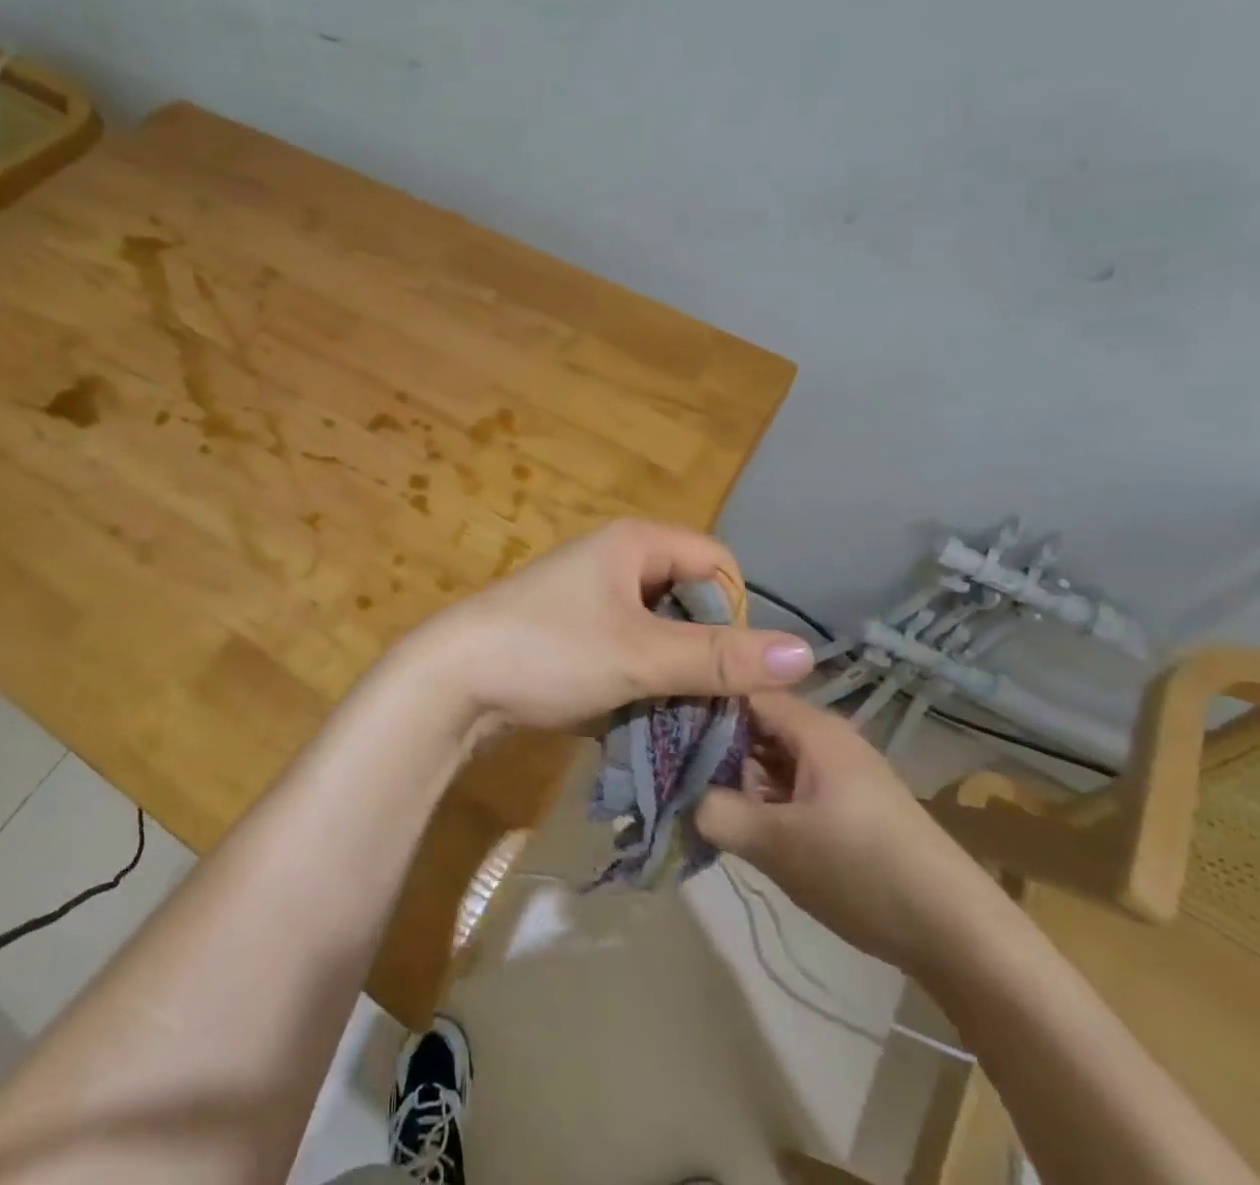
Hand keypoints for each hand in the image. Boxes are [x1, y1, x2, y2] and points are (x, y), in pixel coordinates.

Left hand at [387, 520, 816, 733]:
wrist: (451, 679)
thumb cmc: (549, 651)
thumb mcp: (640, 655)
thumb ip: (720, 658)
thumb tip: (808, 656)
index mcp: (633, 544)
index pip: (715, 564)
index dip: (733, 613)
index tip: (728, 667)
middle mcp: (614, 561)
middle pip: (688, 599)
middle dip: (703, 650)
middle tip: (705, 700)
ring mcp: (589, 599)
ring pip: (658, 632)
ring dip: (671, 673)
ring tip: (674, 716)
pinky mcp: (572, 635)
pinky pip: (626, 651)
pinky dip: (639, 681)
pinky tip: (638, 716)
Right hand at [695, 690, 1010, 981]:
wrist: (961, 937)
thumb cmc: (863, 872)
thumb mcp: (775, 844)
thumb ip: (715, 812)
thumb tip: (679, 795)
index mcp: (812, 728)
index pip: (739, 690)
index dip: (696, 701)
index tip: (657, 724)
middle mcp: (825, 737)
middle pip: (752, 722)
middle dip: (710, 743)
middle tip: (669, 768)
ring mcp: (839, 770)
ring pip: (769, 755)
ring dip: (735, 774)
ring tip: (695, 796)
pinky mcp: (848, 802)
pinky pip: (789, 782)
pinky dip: (761, 796)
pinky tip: (740, 823)